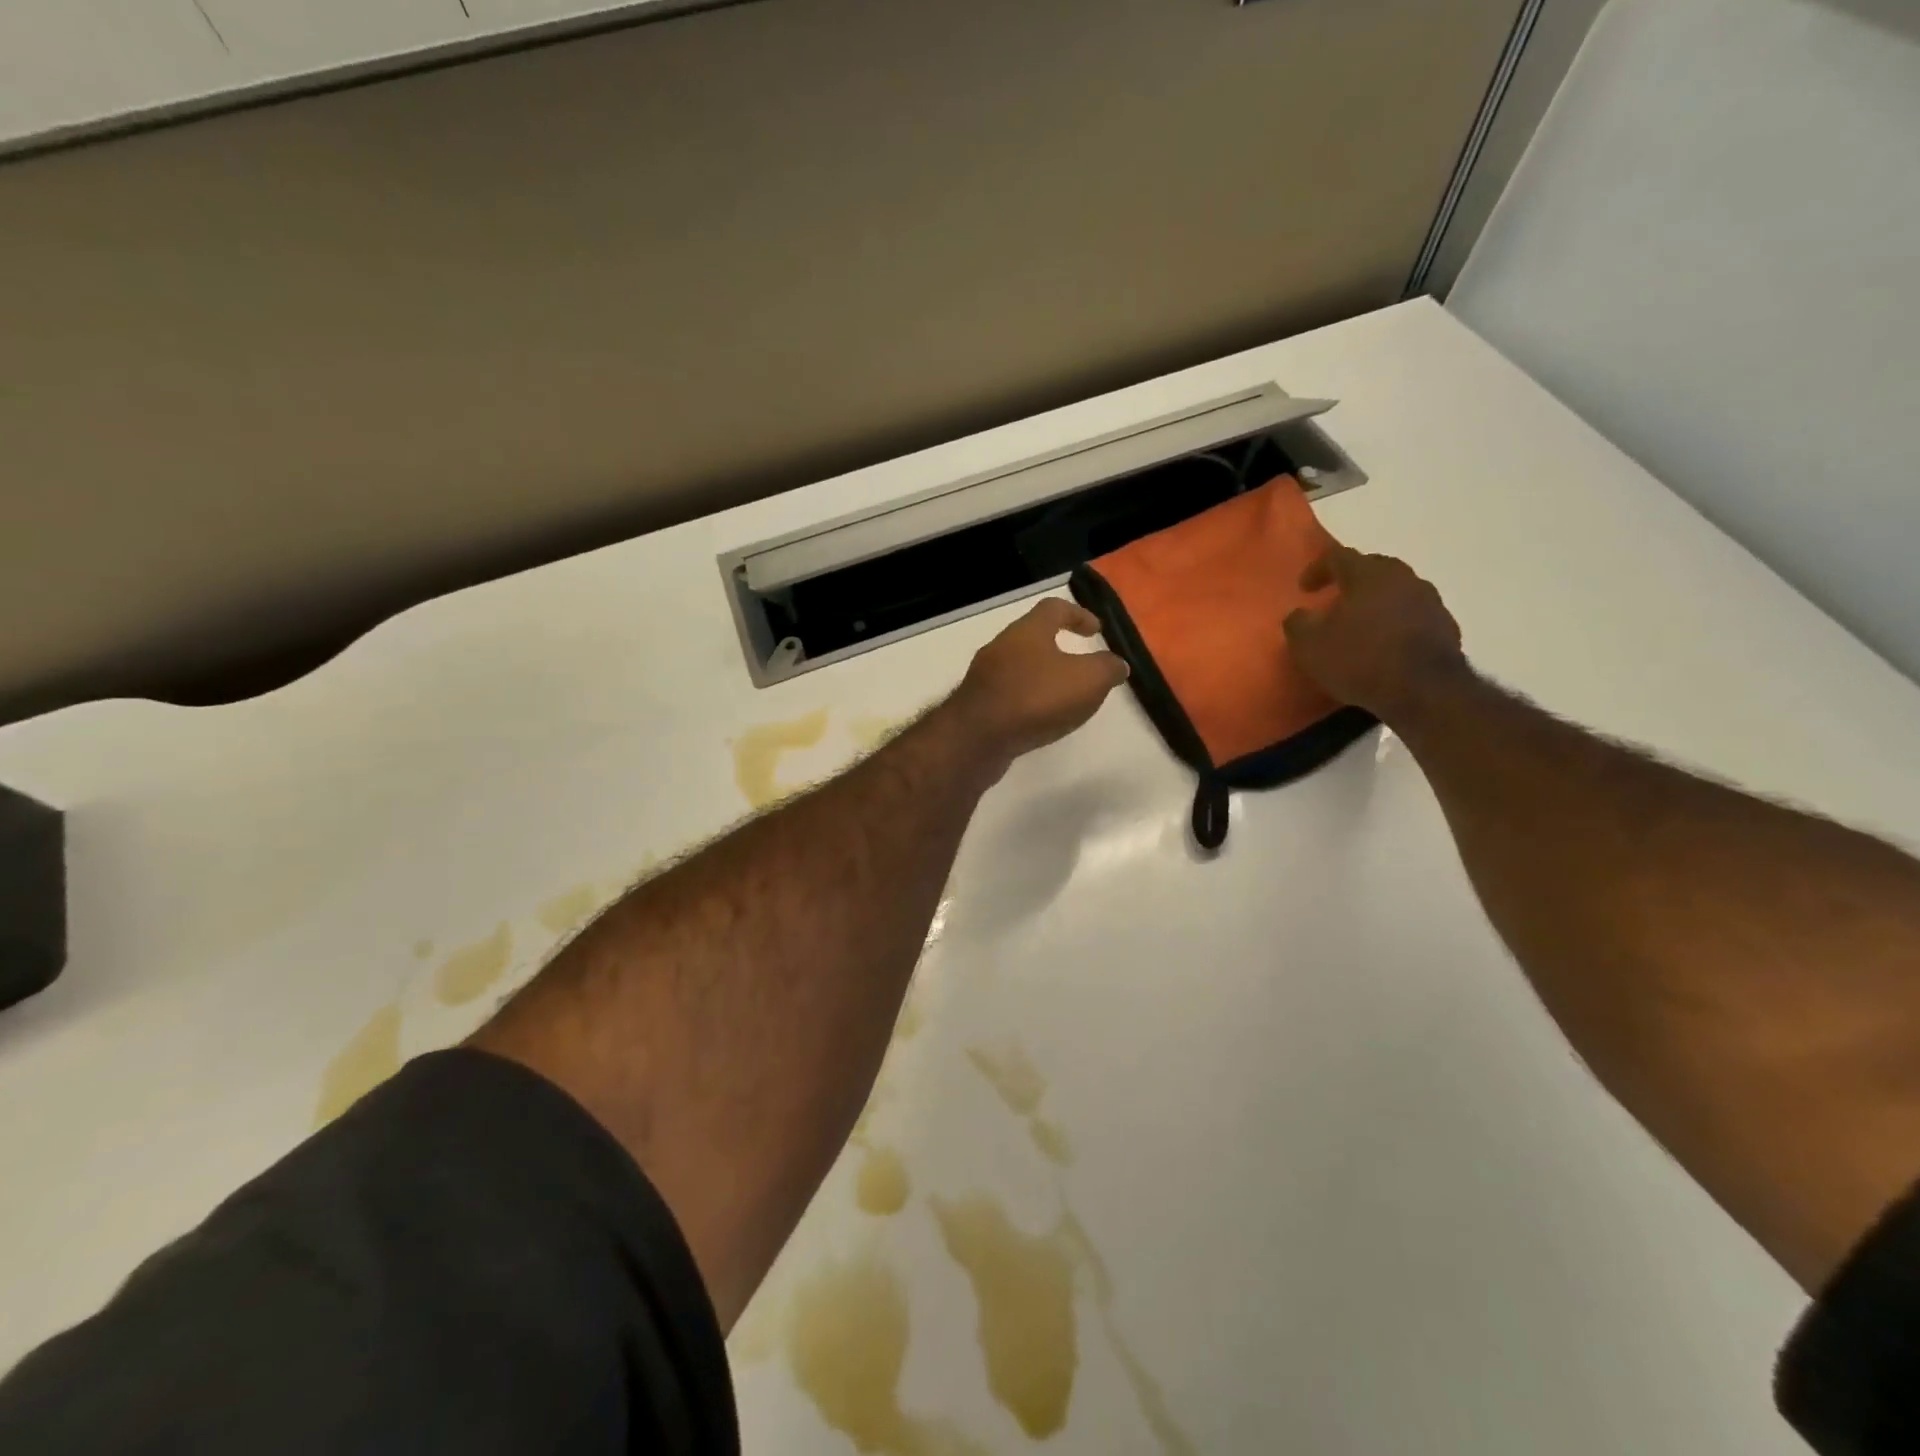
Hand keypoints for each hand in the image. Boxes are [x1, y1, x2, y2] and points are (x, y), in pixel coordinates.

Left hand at [952, 598, 1128, 766]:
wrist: (976, 739)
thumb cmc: (1035, 699)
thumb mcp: (1087, 680)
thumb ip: (1107, 668)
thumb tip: (1117, 664)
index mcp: (1027, 631)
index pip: (1054, 608)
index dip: (1078, 615)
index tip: (1096, 630)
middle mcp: (1001, 647)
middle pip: (1033, 638)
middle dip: (1059, 648)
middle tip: (1082, 667)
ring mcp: (984, 677)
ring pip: (1020, 668)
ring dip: (1043, 678)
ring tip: (1065, 698)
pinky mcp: (977, 706)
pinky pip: (1009, 696)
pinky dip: (1028, 702)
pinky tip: (1040, 720)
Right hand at [1283, 545, 1466, 721]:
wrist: (1425, 691)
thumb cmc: (1360, 660)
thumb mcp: (1309, 646)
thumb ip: (1298, 623)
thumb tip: (1299, 614)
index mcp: (1368, 575)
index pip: (1338, 556)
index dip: (1317, 569)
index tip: (1304, 588)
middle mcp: (1403, 578)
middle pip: (1373, 568)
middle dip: (1351, 581)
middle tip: (1335, 601)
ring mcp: (1430, 601)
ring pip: (1396, 592)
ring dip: (1377, 603)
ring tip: (1361, 625)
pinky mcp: (1446, 627)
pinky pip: (1414, 616)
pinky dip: (1396, 623)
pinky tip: (1386, 646)